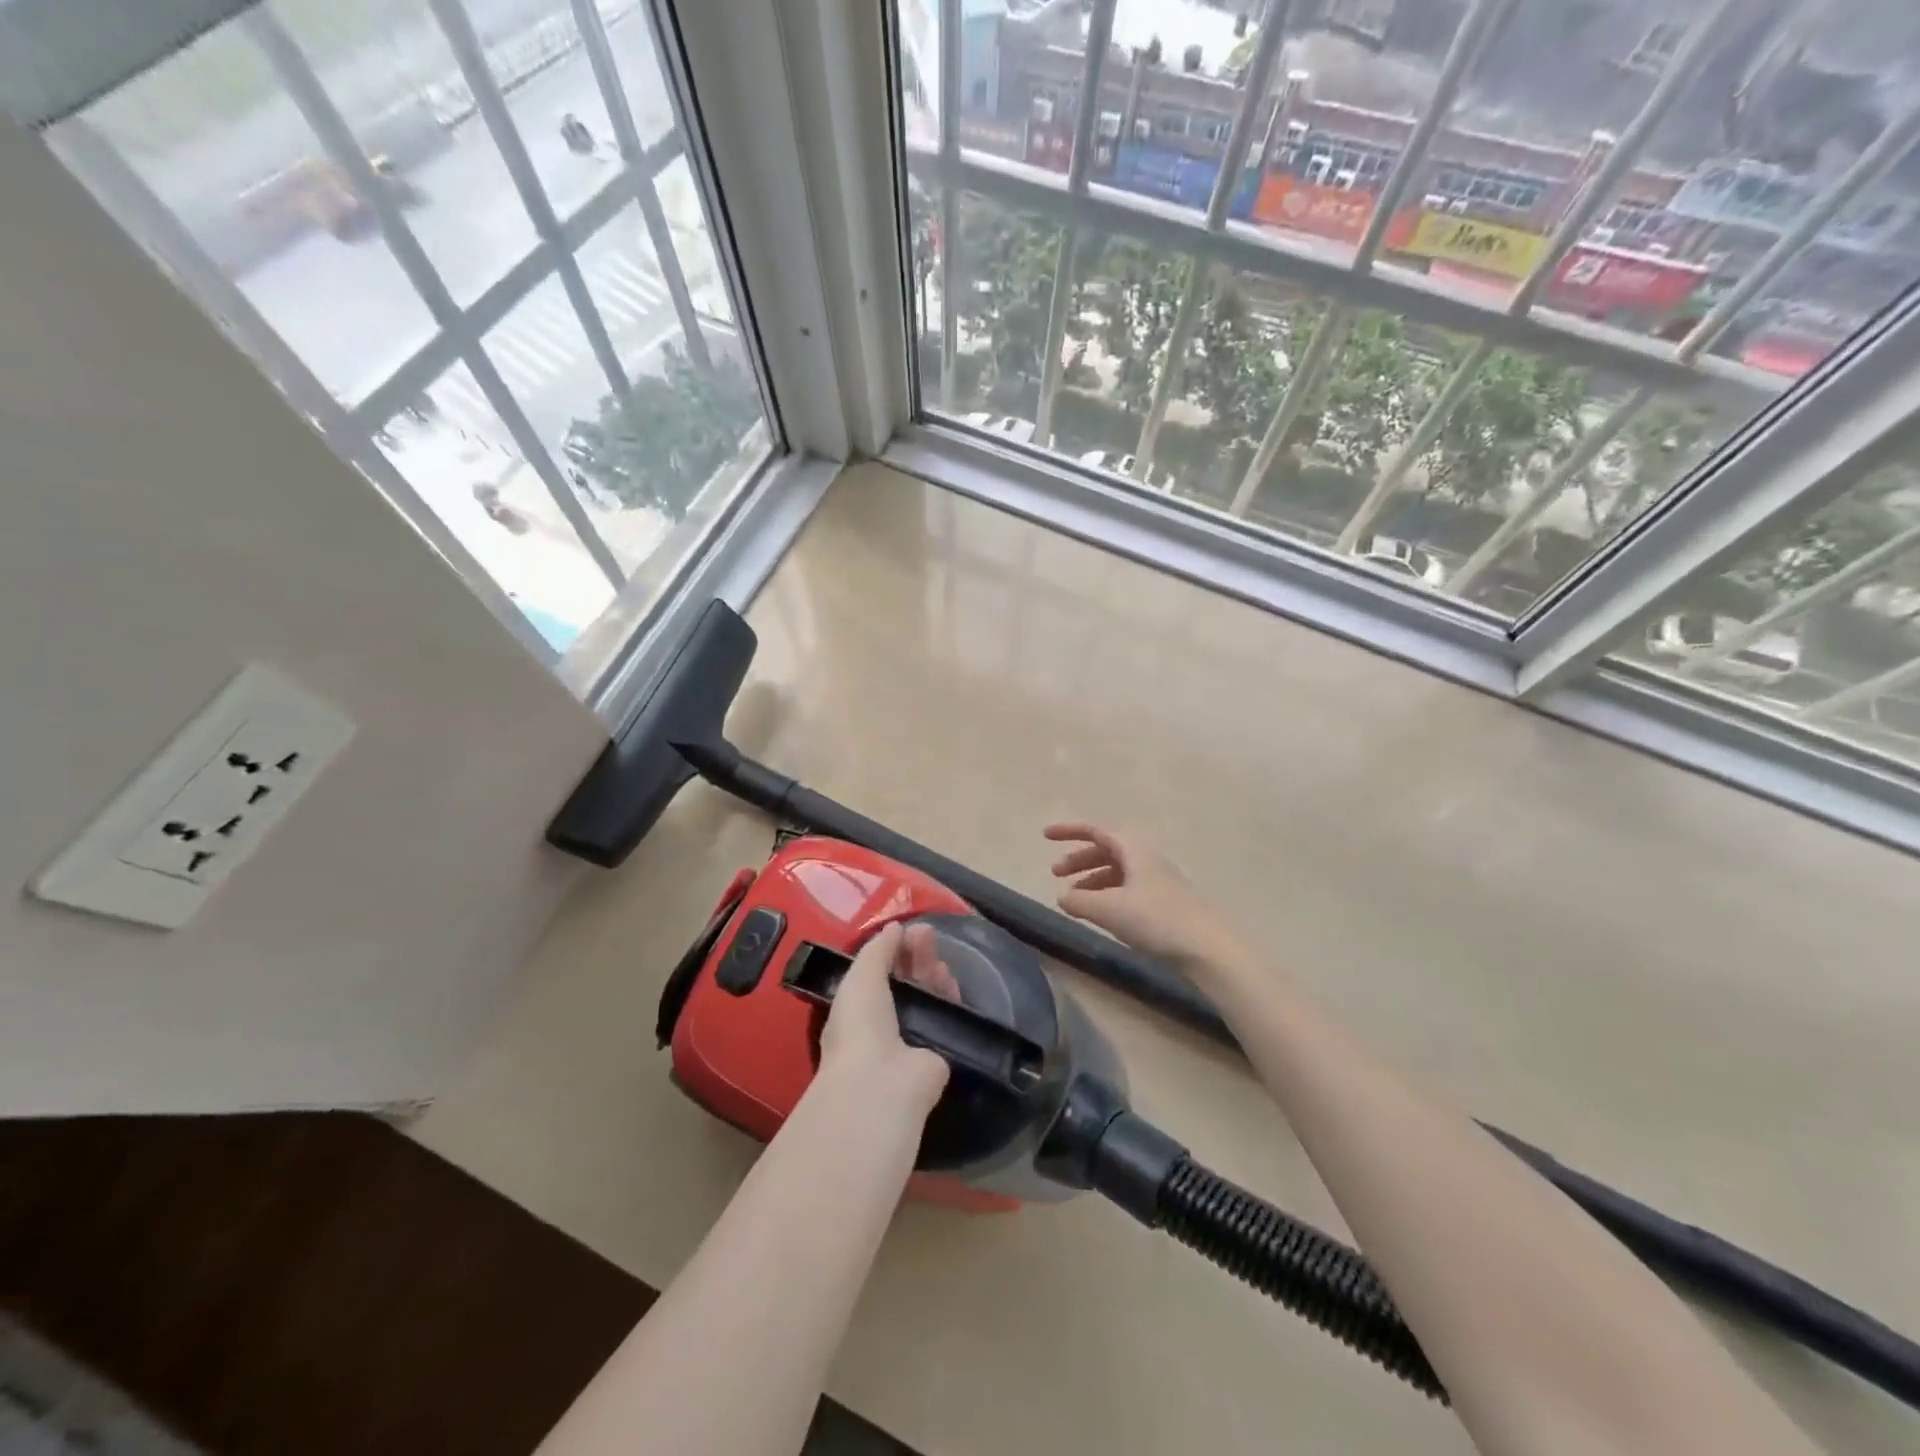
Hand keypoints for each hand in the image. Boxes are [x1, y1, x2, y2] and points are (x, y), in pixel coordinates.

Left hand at [817, 922, 955, 1109]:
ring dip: (933, 975)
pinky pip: (945, 1018)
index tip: (910, 930)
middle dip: (916, 957)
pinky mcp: (938, 1053)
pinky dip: (949, 999)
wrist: (882, 1084)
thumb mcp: (860, 977)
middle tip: (930, 936)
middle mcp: (883, 1023)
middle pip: (905, 981)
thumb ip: (877, 950)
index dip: (893, 950)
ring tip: (941, 963)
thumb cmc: (860, 1026)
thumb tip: (894, 927)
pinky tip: (952, 984)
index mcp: (858, 1008)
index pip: (879, 972)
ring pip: (927, 997)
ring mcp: (911, 1039)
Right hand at [1045, 823, 1231, 969]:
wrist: (1206, 947)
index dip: (1069, 831)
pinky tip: (1100, 913)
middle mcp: (1146, 858)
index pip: (1095, 831)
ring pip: (1117, 871)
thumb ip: (1079, 901)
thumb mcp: (1108, 909)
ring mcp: (1157, 880)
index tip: (1045, 836)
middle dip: (1079, 860)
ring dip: (1092, 880)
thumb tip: (1062, 897)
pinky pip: (1127, 888)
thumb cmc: (1155, 919)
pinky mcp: (1164, 901)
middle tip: (1056, 874)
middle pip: (1106, 850)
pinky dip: (1107, 894)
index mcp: (1133, 849)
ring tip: (1074, 899)